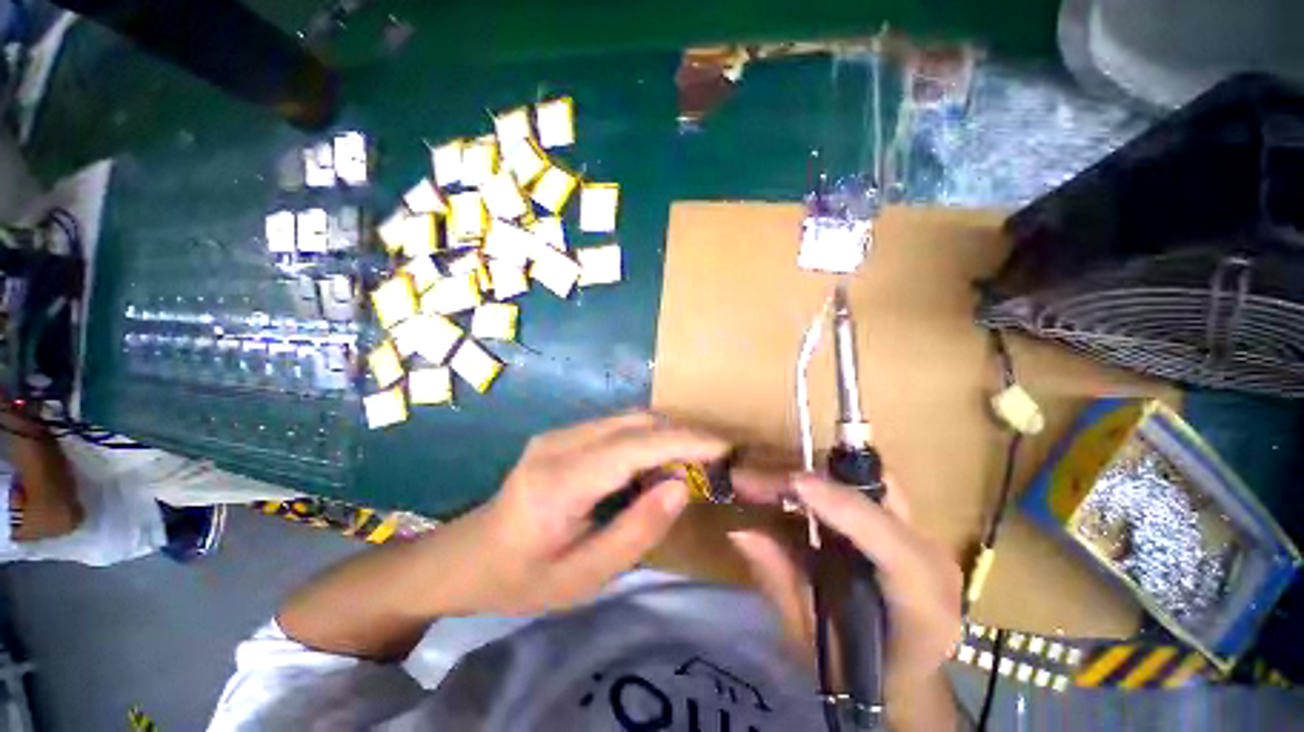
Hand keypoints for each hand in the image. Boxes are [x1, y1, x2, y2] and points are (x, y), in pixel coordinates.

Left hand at [455, 412, 728, 614]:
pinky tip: (655, 464)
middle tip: (715, 460)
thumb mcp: (584, 577)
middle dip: (681, 435)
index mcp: (560, 481)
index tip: (724, 447)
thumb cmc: (523, 578)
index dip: (684, 441)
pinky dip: (646, 438)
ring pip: (628, 419)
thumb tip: (680, 487)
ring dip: (665, 435)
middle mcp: (559, 443)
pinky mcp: (561, 435)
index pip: (635, 446)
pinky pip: (616, 427)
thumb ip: (637, 532)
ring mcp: (558, 433)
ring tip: (691, 463)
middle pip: (635, 422)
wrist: (468, 556)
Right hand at [728, 473, 961, 727]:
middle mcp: (929, 556)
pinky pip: (857, 485)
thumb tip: (738, 530)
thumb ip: (780, 580)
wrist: (907, 678)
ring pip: (865, 478)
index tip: (793, 484)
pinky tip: (785, 489)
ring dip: (809, 473)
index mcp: (923, 606)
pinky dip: (819, 481)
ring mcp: (920, 533)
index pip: (893, 549)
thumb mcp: (812, 639)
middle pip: (876, 491)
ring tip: (762, 481)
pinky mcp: (901, 521)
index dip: (843, 508)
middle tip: (756, 480)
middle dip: (812, 477)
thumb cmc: (858, 673)